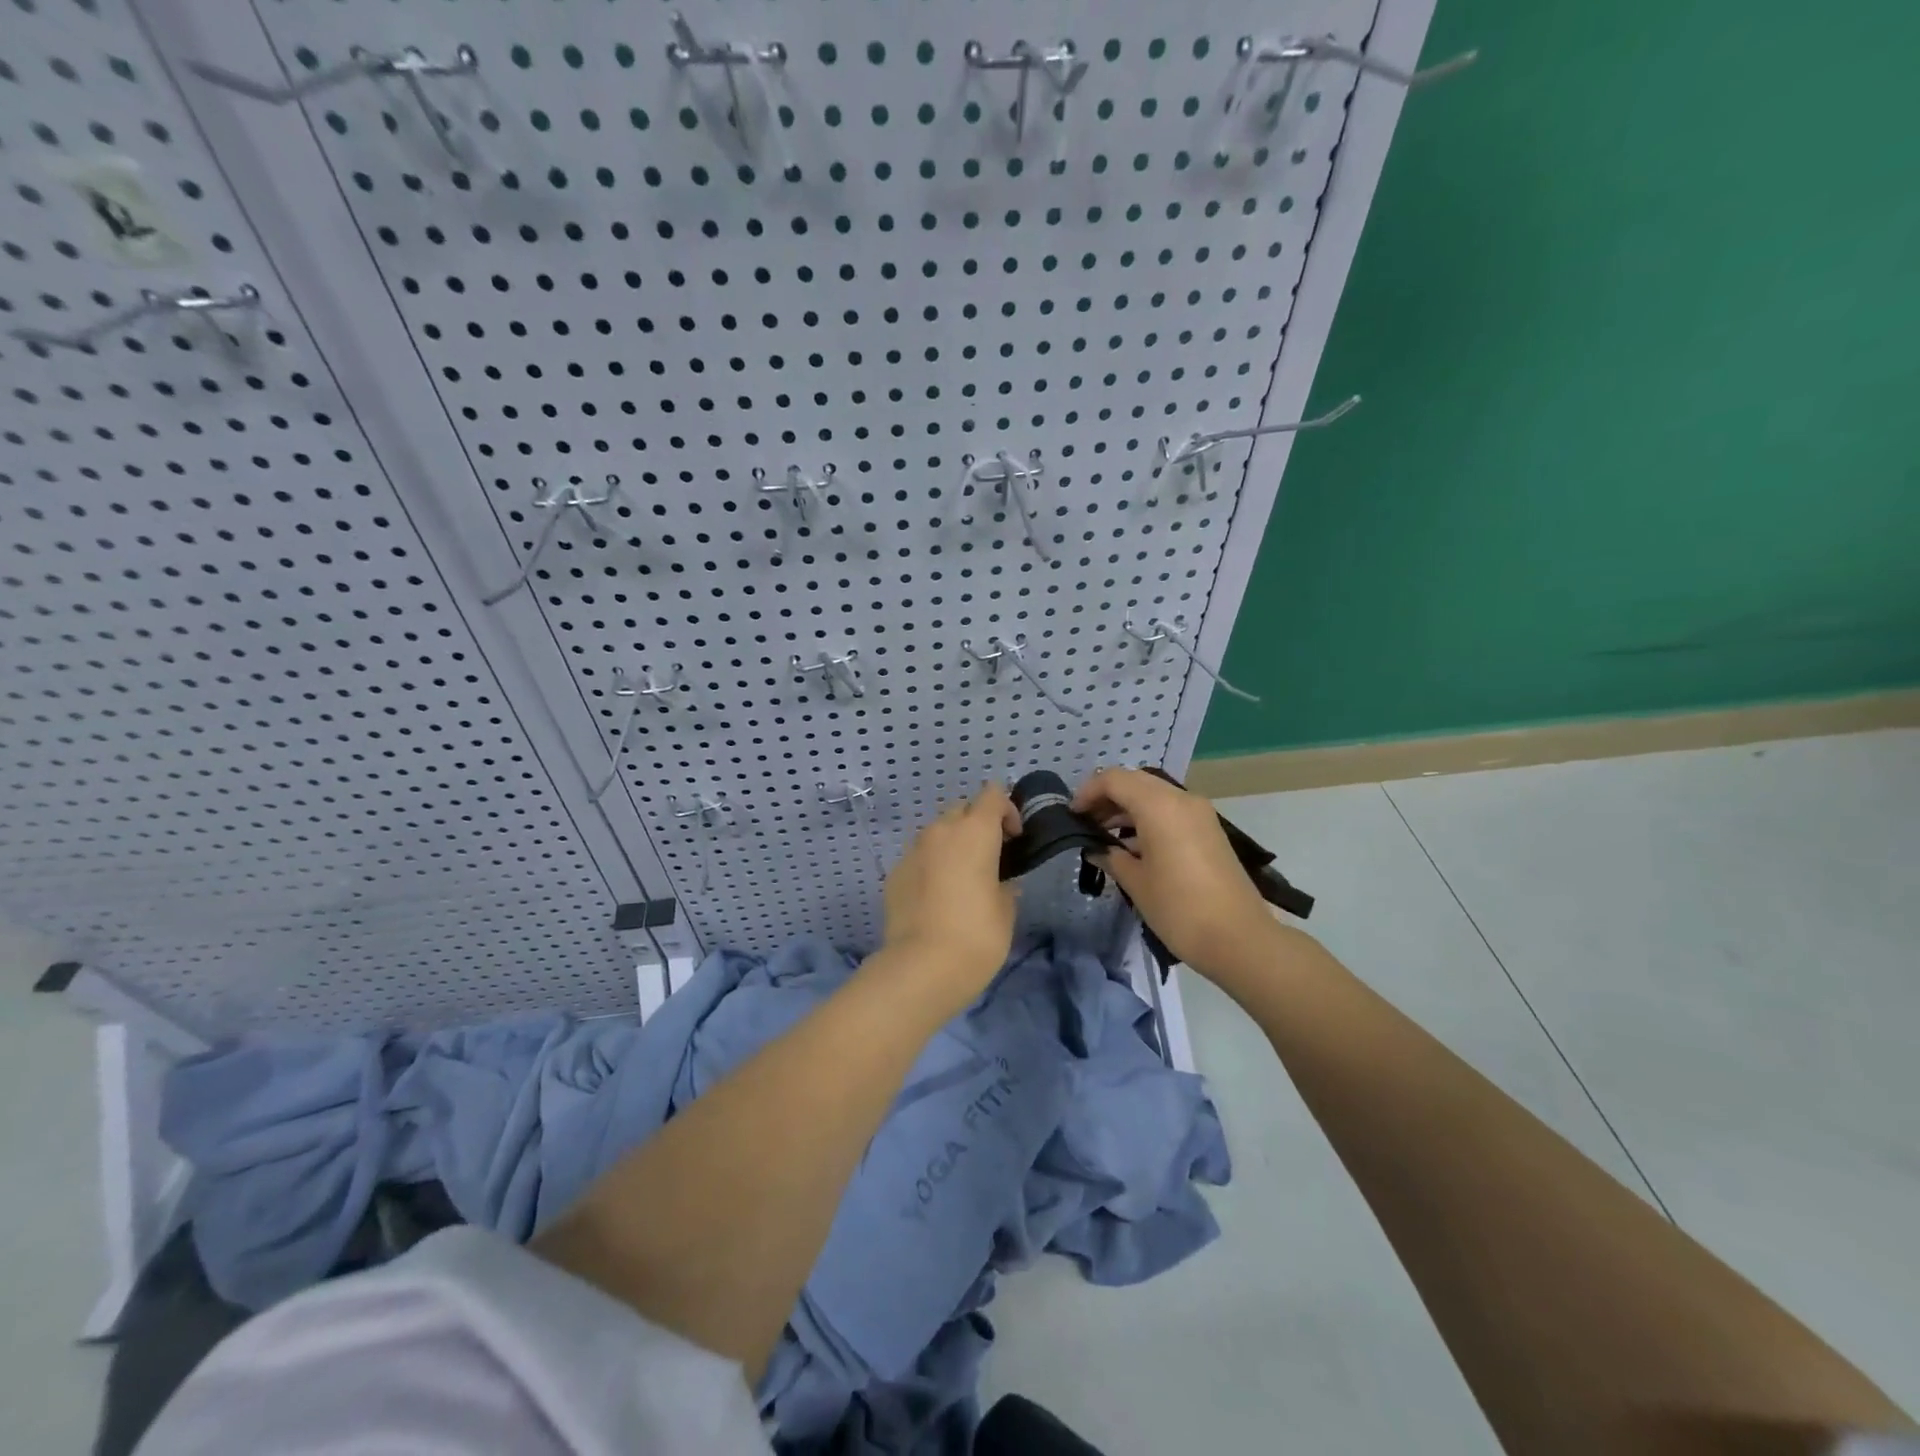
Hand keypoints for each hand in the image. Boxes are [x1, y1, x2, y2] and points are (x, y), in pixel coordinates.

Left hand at [878, 783, 1022, 1008]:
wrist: (920, 968)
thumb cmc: (976, 936)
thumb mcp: (1006, 911)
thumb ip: (1005, 886)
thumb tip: (1000, 883)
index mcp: (974, 832)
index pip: (992, 794)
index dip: (1007, 809)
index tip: (1014, 839)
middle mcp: (940, 831)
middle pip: (962, 809)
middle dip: (977, 824)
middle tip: (990, 857)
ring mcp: (913, 850)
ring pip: (937, 832)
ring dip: (952, 845)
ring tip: (962, 878)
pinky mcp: (894, 873)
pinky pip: (919, 858)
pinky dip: (931, 866)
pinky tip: (937, 898)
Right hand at [1074, 767, 1278, 975]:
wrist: (1240, 938)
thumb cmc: (1179, 908)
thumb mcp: (1136, 882)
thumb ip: (1111, 857)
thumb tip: (1096, 849)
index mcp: (1159, 806)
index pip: (1115, 779)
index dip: (1088, 792)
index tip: (1072, 815)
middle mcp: (1181, 799)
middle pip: (1135, 782)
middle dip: (1107, 797)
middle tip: (1085, 822)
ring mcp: (1199, 813)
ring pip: (1154, 795)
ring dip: (1127, 807)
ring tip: (1104, 835)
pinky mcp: (1209, 830)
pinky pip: (1170, 810)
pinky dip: (1147, 818)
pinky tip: (1133, 846)